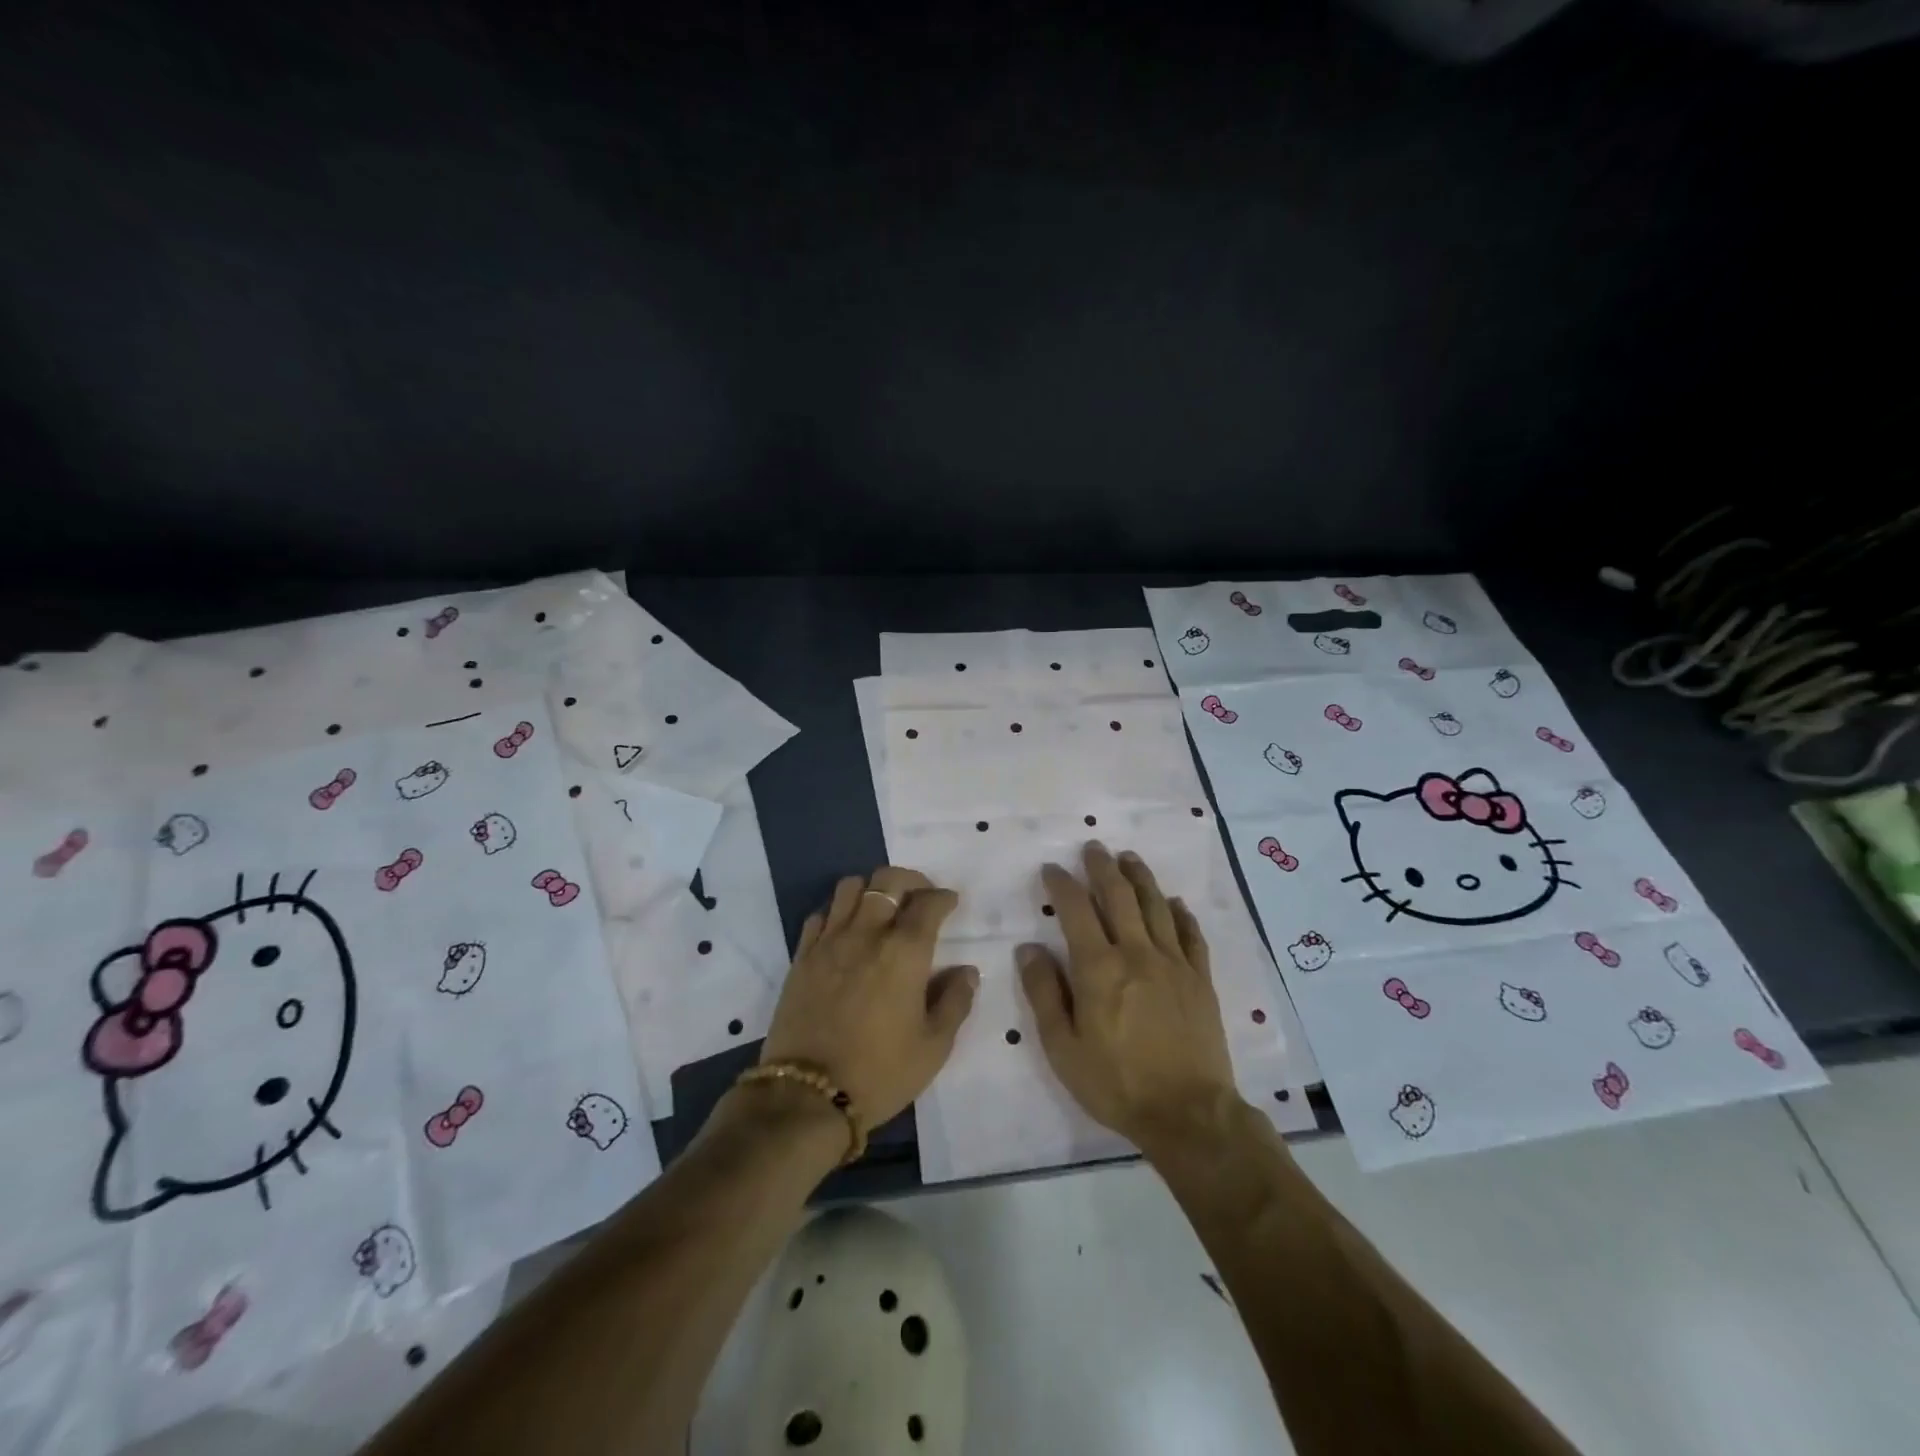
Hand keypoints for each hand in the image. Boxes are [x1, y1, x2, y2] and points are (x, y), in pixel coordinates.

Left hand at [760, 867, 978, 1132]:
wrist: (807, 1096)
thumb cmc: (880, 1073)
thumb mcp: (934, 1047)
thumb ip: (955, 1002)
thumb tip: (967, 971)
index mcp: (905, 952)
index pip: (928, 903)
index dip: (944, 897)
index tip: (951, 903)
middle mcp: (867, 934)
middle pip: (887, 879)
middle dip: (910, 880)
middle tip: (920, 898)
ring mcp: (830, 941)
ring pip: (850, 887)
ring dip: (871, 890)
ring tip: (881, 910)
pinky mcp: (802, 956)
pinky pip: (820, 915)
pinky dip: (837, 912)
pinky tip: (846, 932)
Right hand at [1017, 843, 1239, 1148]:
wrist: (1187, 1114)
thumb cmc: (1116, 1083)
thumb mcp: (1063, 1047)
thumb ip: (1044, 993)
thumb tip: (1028, 948)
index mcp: (1099, 968)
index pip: (1076, 910)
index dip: (1062, 884)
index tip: (1052, 868)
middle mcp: (1137, 953)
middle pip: (1119, 896)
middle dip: (1103, 867)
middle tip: (1094, 847)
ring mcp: (1174, 963)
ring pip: (1156, 906)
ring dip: (1141, 877)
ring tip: (1129, 857)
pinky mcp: (1201, 980)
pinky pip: (1192, 935)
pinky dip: (1181, 914)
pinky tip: (1175, 902)